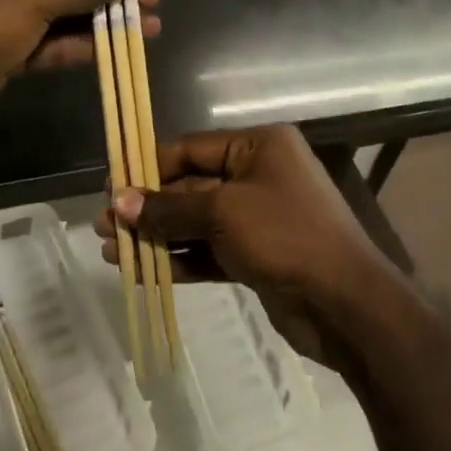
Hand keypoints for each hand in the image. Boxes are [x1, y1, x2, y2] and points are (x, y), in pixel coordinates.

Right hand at [93, 126, 390, 363]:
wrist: (346, 304)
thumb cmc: (286, 236)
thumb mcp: (223, 213)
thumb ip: (169, 207)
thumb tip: (117, 201)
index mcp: (258, 146)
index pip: (191, 149)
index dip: (148, 167)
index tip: (110, 187)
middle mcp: (258, 175)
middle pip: (190, 186)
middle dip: (148, 208)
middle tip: (103, 226)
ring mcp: (258, 217)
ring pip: (196, 221)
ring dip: (157, 236)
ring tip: (111, 252)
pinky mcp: (256, 255)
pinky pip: (208, 250)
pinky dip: (178, 259)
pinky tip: (141, 272)